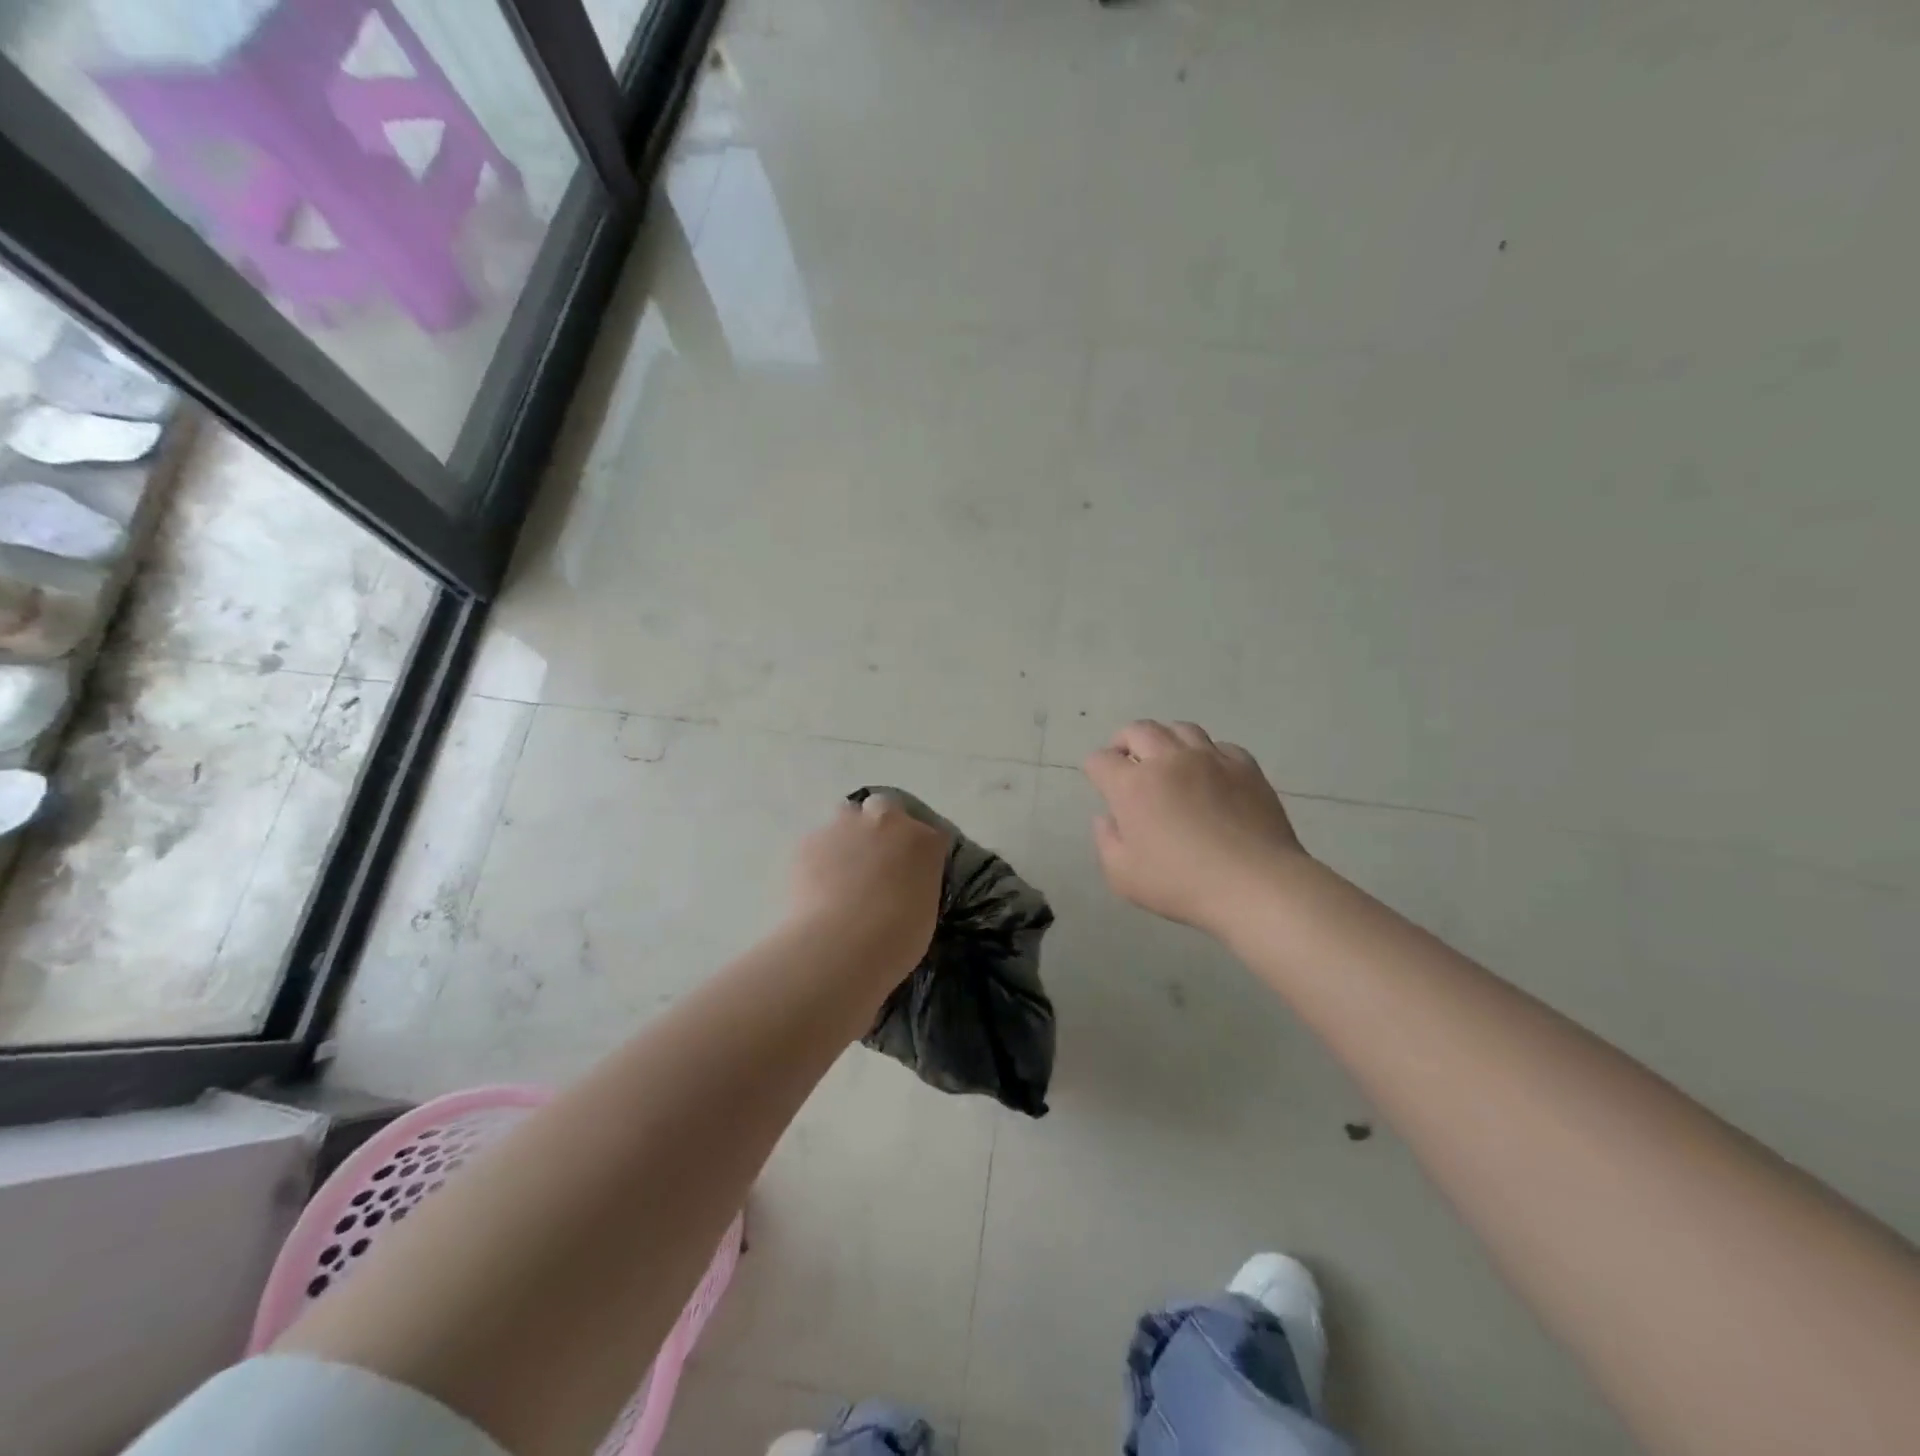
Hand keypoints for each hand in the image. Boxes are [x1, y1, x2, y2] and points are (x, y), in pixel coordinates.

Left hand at [787, 793, 948, 971]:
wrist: (840, 946)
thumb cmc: (896, 939)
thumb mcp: (924, 912)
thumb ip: (916, 886)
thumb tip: (901, 889)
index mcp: (924, 841)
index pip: (930, 835)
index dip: (918, 853)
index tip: (912, 874)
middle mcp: (887, 821)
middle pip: (885, 808)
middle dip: (881, 827)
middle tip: (876, 862)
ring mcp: (845, 826)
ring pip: (846, 817)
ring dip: (848, 836)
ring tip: (842, 872)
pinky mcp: (810, 840)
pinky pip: (818, 843)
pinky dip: (819, 858)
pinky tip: (816, 887)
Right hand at [1083, 720, 1306, 936]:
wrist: (1255, 884)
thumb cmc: (1181, 883)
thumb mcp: (1123, 876)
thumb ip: (1106, 841)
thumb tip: (1107, 818)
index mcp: (1132, 785)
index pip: (1101, 760)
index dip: (1096, 770)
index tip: (1101, 784)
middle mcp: (1168, 760)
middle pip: (1138, 730)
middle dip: (1124, 741)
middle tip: (1127, 761)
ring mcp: (1210, 759)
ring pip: (1180, 729)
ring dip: (1166, 739)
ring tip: (1168, 760)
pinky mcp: (1244, 766)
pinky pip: (1219, 746)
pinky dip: (1207, 754)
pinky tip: (1210, 775)